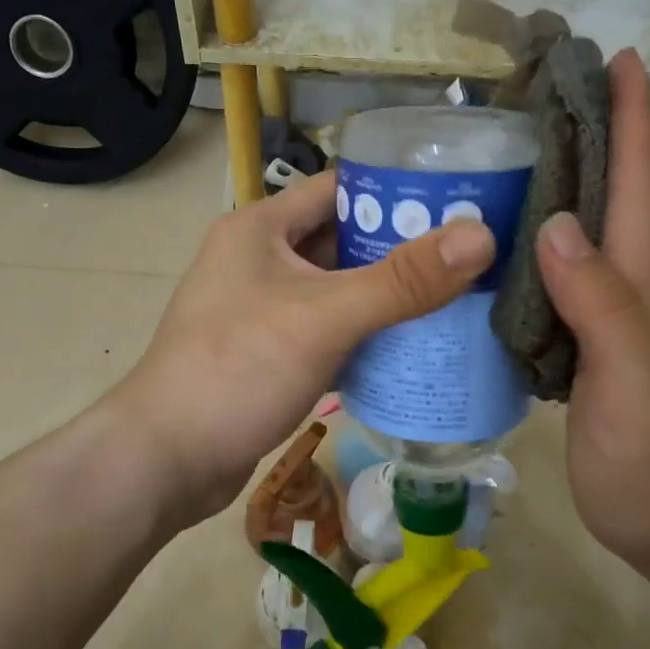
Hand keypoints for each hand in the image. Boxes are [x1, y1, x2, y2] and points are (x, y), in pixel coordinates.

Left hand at [113, 172, 494, 523]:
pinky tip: (407, 347)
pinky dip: (362, 334)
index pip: (340, 189)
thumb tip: (482, 237)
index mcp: (260, 227)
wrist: (167, 459)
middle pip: (342, 240)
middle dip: (401, 250)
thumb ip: (402, 280)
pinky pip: (325, 328)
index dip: (398, 192)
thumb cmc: (239, 370)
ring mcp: (259, 308)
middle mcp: (257, 259)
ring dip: (384, 296)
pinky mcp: (266, 352)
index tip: (460, 203)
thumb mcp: (325, 317)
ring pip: (336, 289)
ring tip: (454, 300)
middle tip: (469, 260)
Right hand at [534, 51, 649, 576]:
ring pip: (573, 238)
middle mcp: (622, 289)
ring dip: (548, 190)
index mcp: (640, 284)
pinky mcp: (577, 350)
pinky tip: (489, 250)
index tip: (616, 57)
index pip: (636, 187)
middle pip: (603, 199)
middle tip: (530, 97)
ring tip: (497, 160)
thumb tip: (554, 224)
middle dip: (582, 137)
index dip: (629, 121)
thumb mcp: (634, 382)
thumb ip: (602, 306)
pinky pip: (549, 283)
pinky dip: (524, 251)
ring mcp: (601, 320)